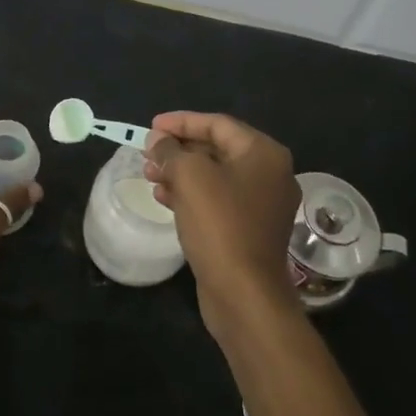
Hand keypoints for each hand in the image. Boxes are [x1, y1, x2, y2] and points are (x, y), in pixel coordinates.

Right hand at [144, 111, 299, 339]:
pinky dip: (190, 195)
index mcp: (263, 154)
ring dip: (180, 172)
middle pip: (217, 149)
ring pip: (214, 176)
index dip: (181, 122)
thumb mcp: (190, 177)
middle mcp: (269, 174)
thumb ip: (170, 151)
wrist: (244, 294)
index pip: (217, 124)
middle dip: (178, 149)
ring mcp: (262, 205)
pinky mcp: (249, 230)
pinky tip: (163, 199)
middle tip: (146, 153)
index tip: (151, 127)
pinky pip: (217, 201)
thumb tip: (157, 141)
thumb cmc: (220, 224)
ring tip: (149, 176)